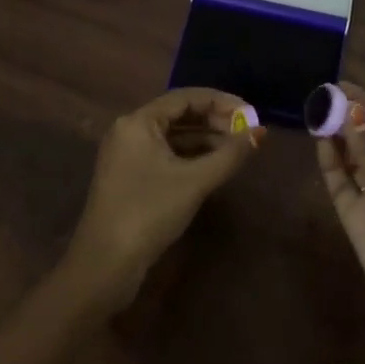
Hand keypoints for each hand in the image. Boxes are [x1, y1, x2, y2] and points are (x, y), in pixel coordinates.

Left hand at [66, 87, 262, 311]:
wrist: (104, 266)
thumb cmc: (149, 213)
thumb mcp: (194, 182)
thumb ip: (230, 154)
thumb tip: (260, 132)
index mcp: (138, 121)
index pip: (184, 97)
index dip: (220, 102)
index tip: (250, 112)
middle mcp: (129, 131)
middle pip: (178, 114)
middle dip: (214, 121)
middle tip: (246, 132)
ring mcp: (127, 155)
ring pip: (172, 136)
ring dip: (204, 139)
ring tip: (237, 149)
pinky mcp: (130, 178)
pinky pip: (165, 155)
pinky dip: (190, 156)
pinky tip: (213, 166)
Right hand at [316, 82, 364, 349]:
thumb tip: (349, 113)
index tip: (341, 85)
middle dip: (347, 118)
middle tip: (321, 96)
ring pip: (351, 160)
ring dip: (335, 138)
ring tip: (315, 113)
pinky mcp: (356, 220)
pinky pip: (340, 185)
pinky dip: (330, 164)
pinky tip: (321, 143)